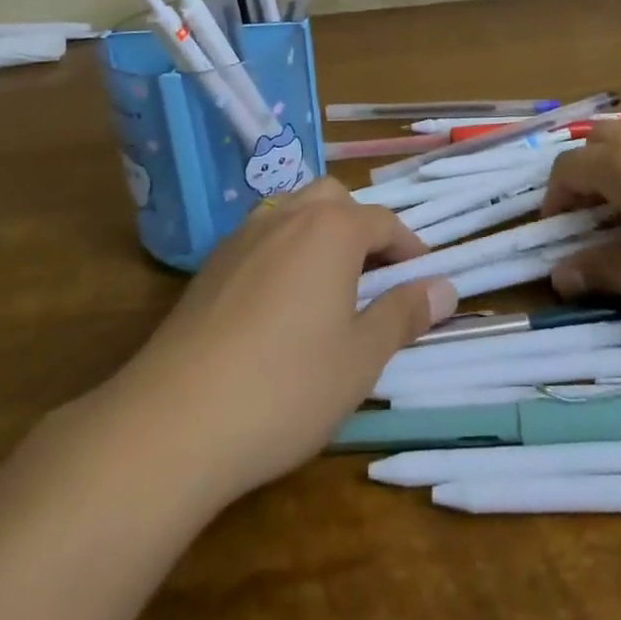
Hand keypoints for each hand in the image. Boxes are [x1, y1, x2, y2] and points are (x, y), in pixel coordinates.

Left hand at [106, 179, 455, 505]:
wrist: (175, 419)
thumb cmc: (286, 386)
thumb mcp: (361, 358)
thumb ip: (404, 314)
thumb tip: (445, 287)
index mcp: (331, 230)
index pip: (383, 221)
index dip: (409, 247)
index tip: (423, 278)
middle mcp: (287, 217)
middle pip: (334, 200)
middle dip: (361, 227)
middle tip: (375, 275)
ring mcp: (243, 237)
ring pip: (293, 212)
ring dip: (320, 234)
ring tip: (330, 286)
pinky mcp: (210, 265)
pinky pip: (261, 238)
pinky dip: (284, 252)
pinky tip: (279, 305)